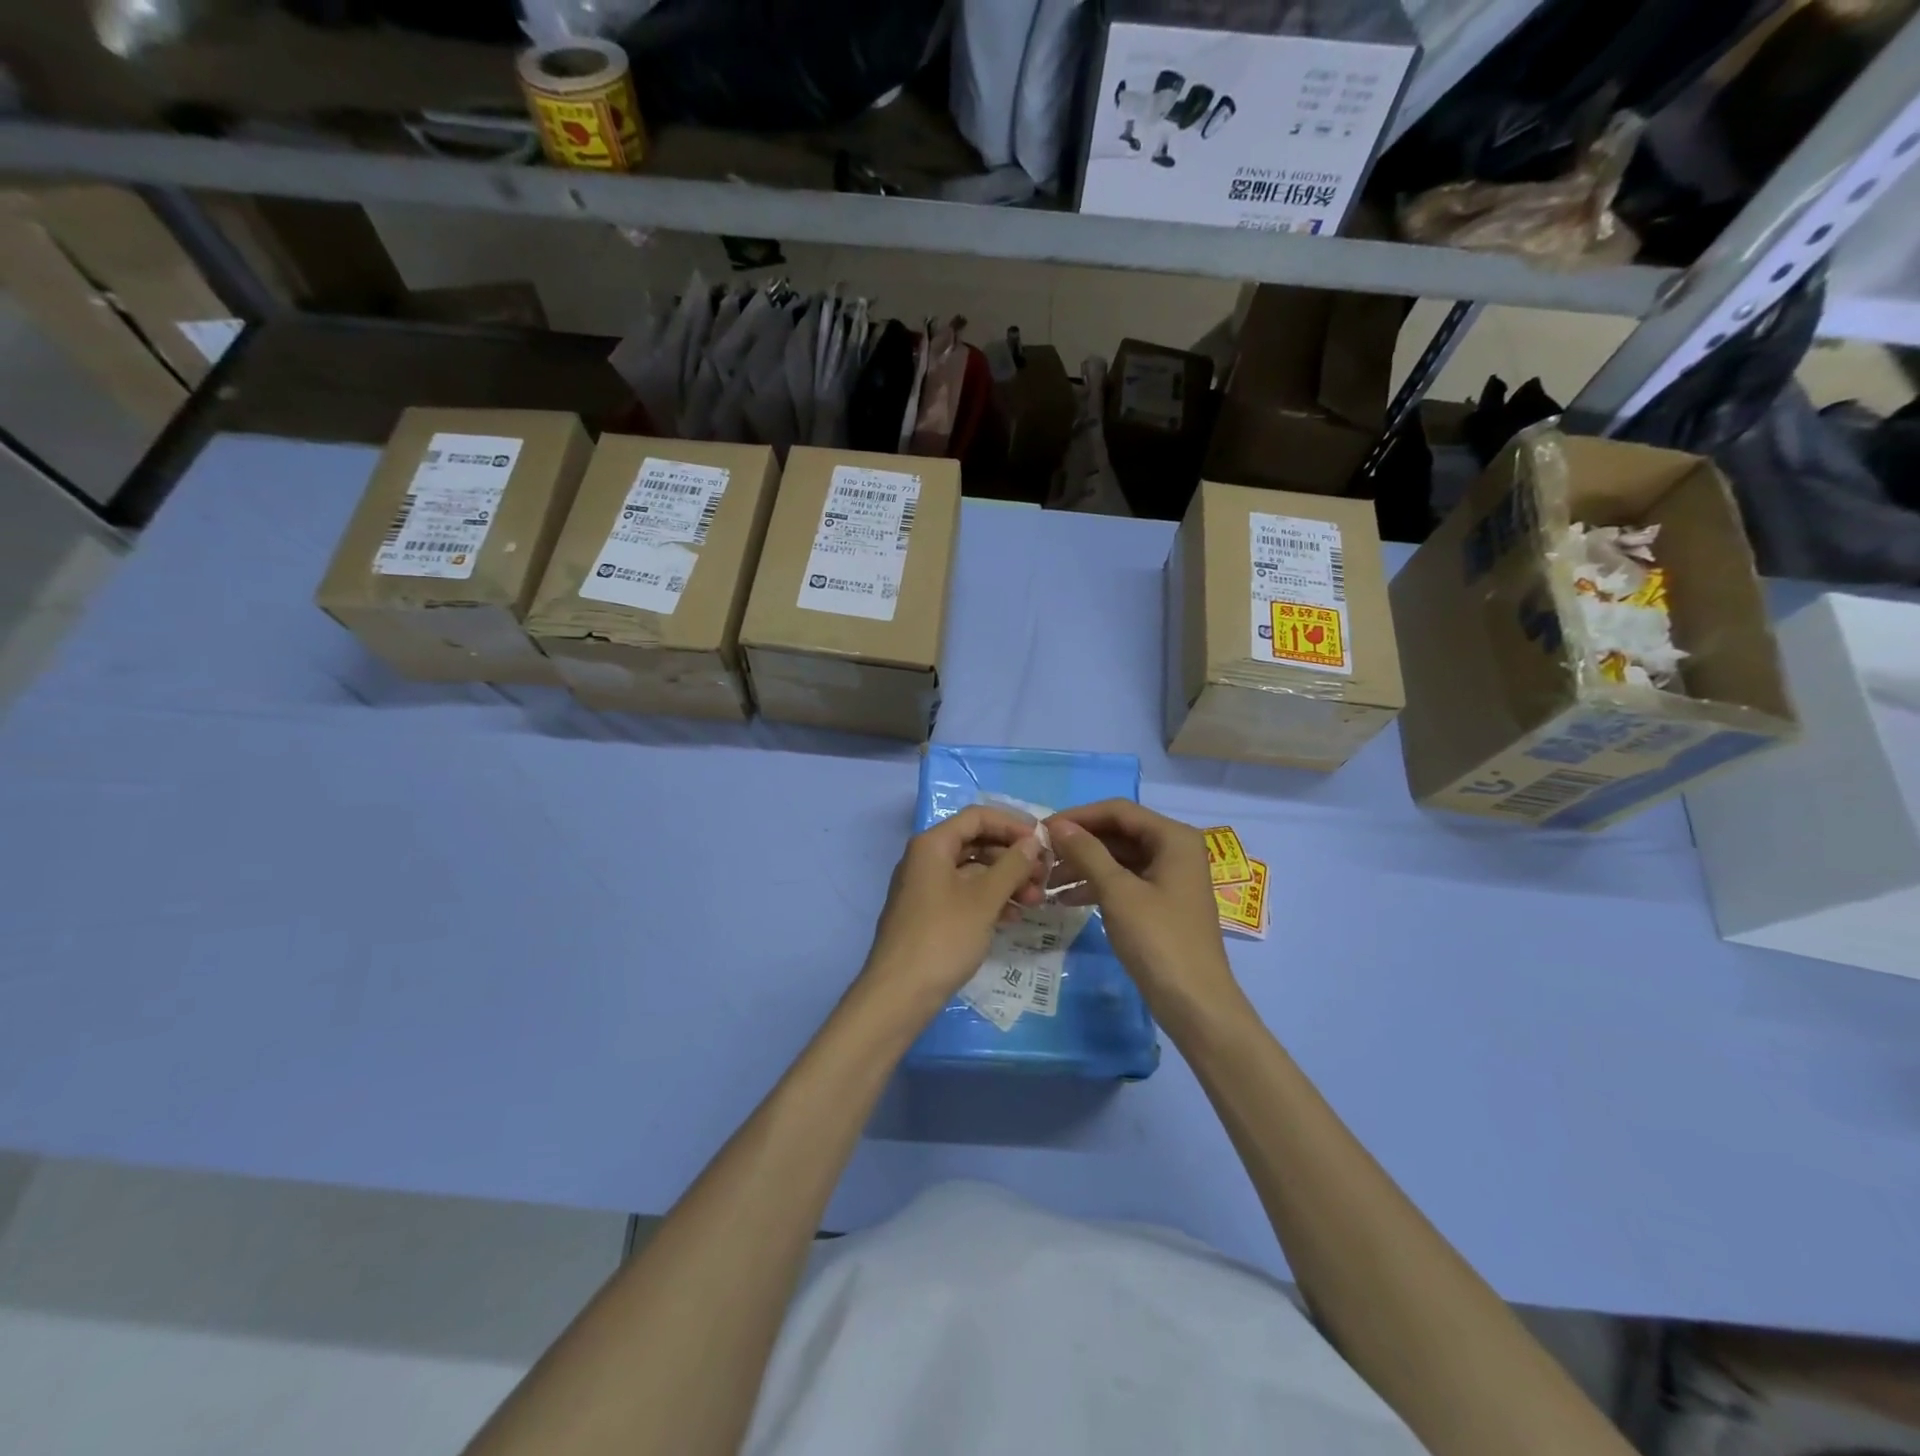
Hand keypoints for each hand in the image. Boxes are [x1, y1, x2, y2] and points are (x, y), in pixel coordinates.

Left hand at [859, 806, 1047, 1019]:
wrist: (900, 993)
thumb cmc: (943, 937)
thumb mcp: (984, 899)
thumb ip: (1012, 865)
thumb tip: (1033, 841)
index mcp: (933, 844)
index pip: (978, 816)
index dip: (1013, 824)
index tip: (1043, 841)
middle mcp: (926, 858)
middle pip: (977, 842)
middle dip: (1013, 857)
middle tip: (1044, 876)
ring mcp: (926, 887)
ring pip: (973, 871)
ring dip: (1006, 881)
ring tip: (1036, 900)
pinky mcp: (930, 913)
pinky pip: (965, 894)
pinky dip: (990, 900)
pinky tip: (1013, 917)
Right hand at [1045, 800, 1239, 1018]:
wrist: (1195, 1004)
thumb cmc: (1159, 940)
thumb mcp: (1118, 892)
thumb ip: (1087, 852)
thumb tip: (1056, 825)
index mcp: (1173, 837)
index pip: (1118, 811)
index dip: (1078, 817)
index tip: (1042, 830)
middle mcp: (1175, 849)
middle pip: (1118, 833)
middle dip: (1079, 844)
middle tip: (1041, 857)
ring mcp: (1169, 876)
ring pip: (1118, 858)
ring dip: (1084, 866)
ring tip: (1047, 882)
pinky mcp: (1161, 901)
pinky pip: (1124, 881)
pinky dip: (1097, 886)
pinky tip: (1066, 900)